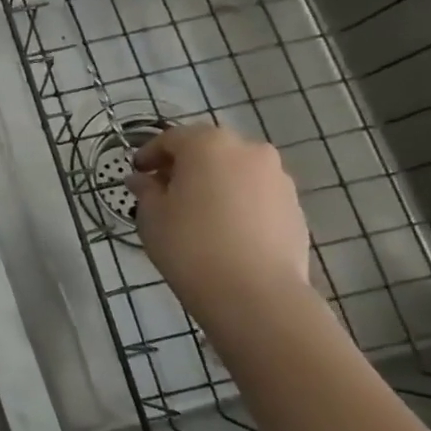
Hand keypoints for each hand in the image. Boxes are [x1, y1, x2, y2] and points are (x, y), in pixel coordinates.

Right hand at [127, 124, 311, 321]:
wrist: (254, 292)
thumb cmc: (189, 244)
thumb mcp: (152, 215)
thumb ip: (146, 190)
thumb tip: (142, 179)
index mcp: (208, 144)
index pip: (171, 138)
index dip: (149, 154)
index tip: (136, 173)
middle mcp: (248, 151)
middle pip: (208, 149)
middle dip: (185, 165)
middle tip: (164, 190)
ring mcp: (278, 178)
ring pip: (235, 171)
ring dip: (214, 182)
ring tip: (196, 212)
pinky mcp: (294, 206)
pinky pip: (256, 194)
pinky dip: (237, 201)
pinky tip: (223, 229)